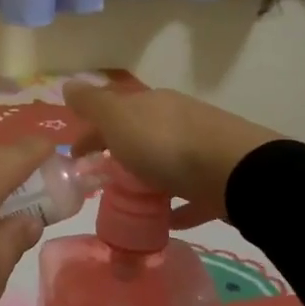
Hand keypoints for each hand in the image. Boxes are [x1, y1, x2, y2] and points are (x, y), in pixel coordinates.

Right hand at [64, 81, 281, 227]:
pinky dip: (175, 205)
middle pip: (139, 136)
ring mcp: (201, 149)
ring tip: (128, 204)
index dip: (90, 133)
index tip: (75, 159)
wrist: (236, 172)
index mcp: (151, 104)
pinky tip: (165, 221)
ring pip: (164, 163)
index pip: (113, 113)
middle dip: (118, 155)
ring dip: (146, 178)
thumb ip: (92, 104)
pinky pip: (189, 194)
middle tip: (100, 182)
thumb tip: (68, 84)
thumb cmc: (165, 143)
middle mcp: (176, 120)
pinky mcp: (219, 181)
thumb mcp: (118, 118)